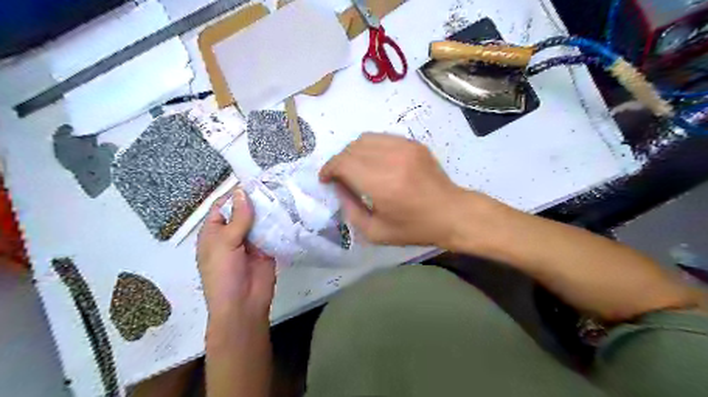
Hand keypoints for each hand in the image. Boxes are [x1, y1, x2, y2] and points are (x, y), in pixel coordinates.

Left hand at [199, 189, 278, 318]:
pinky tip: (289, 211)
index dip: (235, 194)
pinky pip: (273, 232)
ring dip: (269, 210)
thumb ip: (238, 218)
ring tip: (284, 193)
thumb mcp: (225, 243)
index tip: (254, 182)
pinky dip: (279, 223)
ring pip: (260, 220)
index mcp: (214, 232)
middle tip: (274, 184)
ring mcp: (251, 241)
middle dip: (256, 200)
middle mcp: (232, 234)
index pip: (223, 206)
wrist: (243, 304)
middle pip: (244, 211)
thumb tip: (242, 192)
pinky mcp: (267, 248)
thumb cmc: (224, 274)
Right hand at [320, 133, 468, 247]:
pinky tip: (372, 162)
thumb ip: (350, 210)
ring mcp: (405, 147)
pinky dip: (370, 148)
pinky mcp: (414, 144)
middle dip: (339, 161)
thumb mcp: (376, 232)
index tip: (325, 179)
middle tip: (338, 177)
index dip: (329, 169)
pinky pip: (382, 138)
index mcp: (382, 184)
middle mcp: (392, 159)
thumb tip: (339, 188)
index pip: (344, 163)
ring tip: (353, 168)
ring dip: (352, 152)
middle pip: (352, 148)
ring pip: (365, 139)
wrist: (452, 213)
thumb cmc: (415, 228)